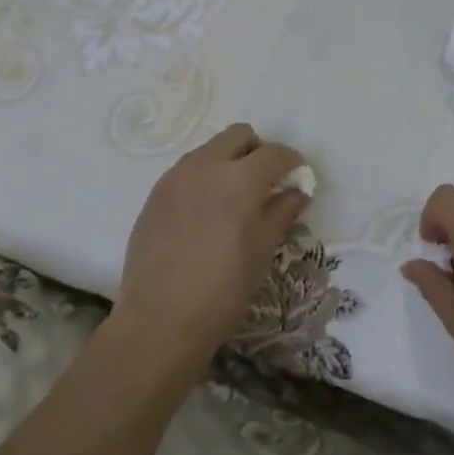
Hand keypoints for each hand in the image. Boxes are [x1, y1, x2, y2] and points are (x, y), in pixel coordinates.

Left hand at [112, 123, 307, 377]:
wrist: (160, 319)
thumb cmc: (223, 289)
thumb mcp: (262, 250)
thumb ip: (281, 212)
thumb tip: (297, 192)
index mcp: (240, 178)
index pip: (275, 153)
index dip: (292, 162)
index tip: (298, 176)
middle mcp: (206, 165)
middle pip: (238, 135)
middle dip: (257, 150)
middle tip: (264, 182)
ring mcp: (176, 177)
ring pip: (209, 149)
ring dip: (228, 161)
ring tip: (233, 198)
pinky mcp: (155, 193)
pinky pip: (186, 170)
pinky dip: (203, 178)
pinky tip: (204, 213)